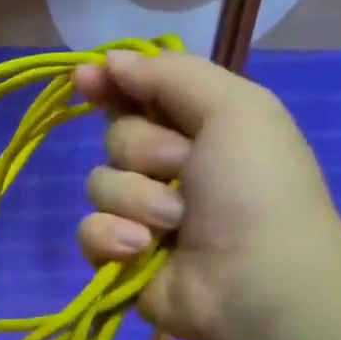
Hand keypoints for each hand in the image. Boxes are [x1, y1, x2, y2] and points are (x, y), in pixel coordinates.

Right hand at [75, 47, 340, 339]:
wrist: (255, 279)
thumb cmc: (255, 188)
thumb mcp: (234, 109)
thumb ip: (171, 76)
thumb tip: (109, 60)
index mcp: (200, 127)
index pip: (140, 94)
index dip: (111, 84)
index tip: (85, 78)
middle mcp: (167, 167)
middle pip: (115, 137)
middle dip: (143, 151)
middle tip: (183, 170)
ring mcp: (141, 213)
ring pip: (99, 184)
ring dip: (136, 200)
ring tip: (174, 224)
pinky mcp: (119, 254)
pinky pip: (88, 230)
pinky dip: (113, 238)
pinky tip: (142, 250)